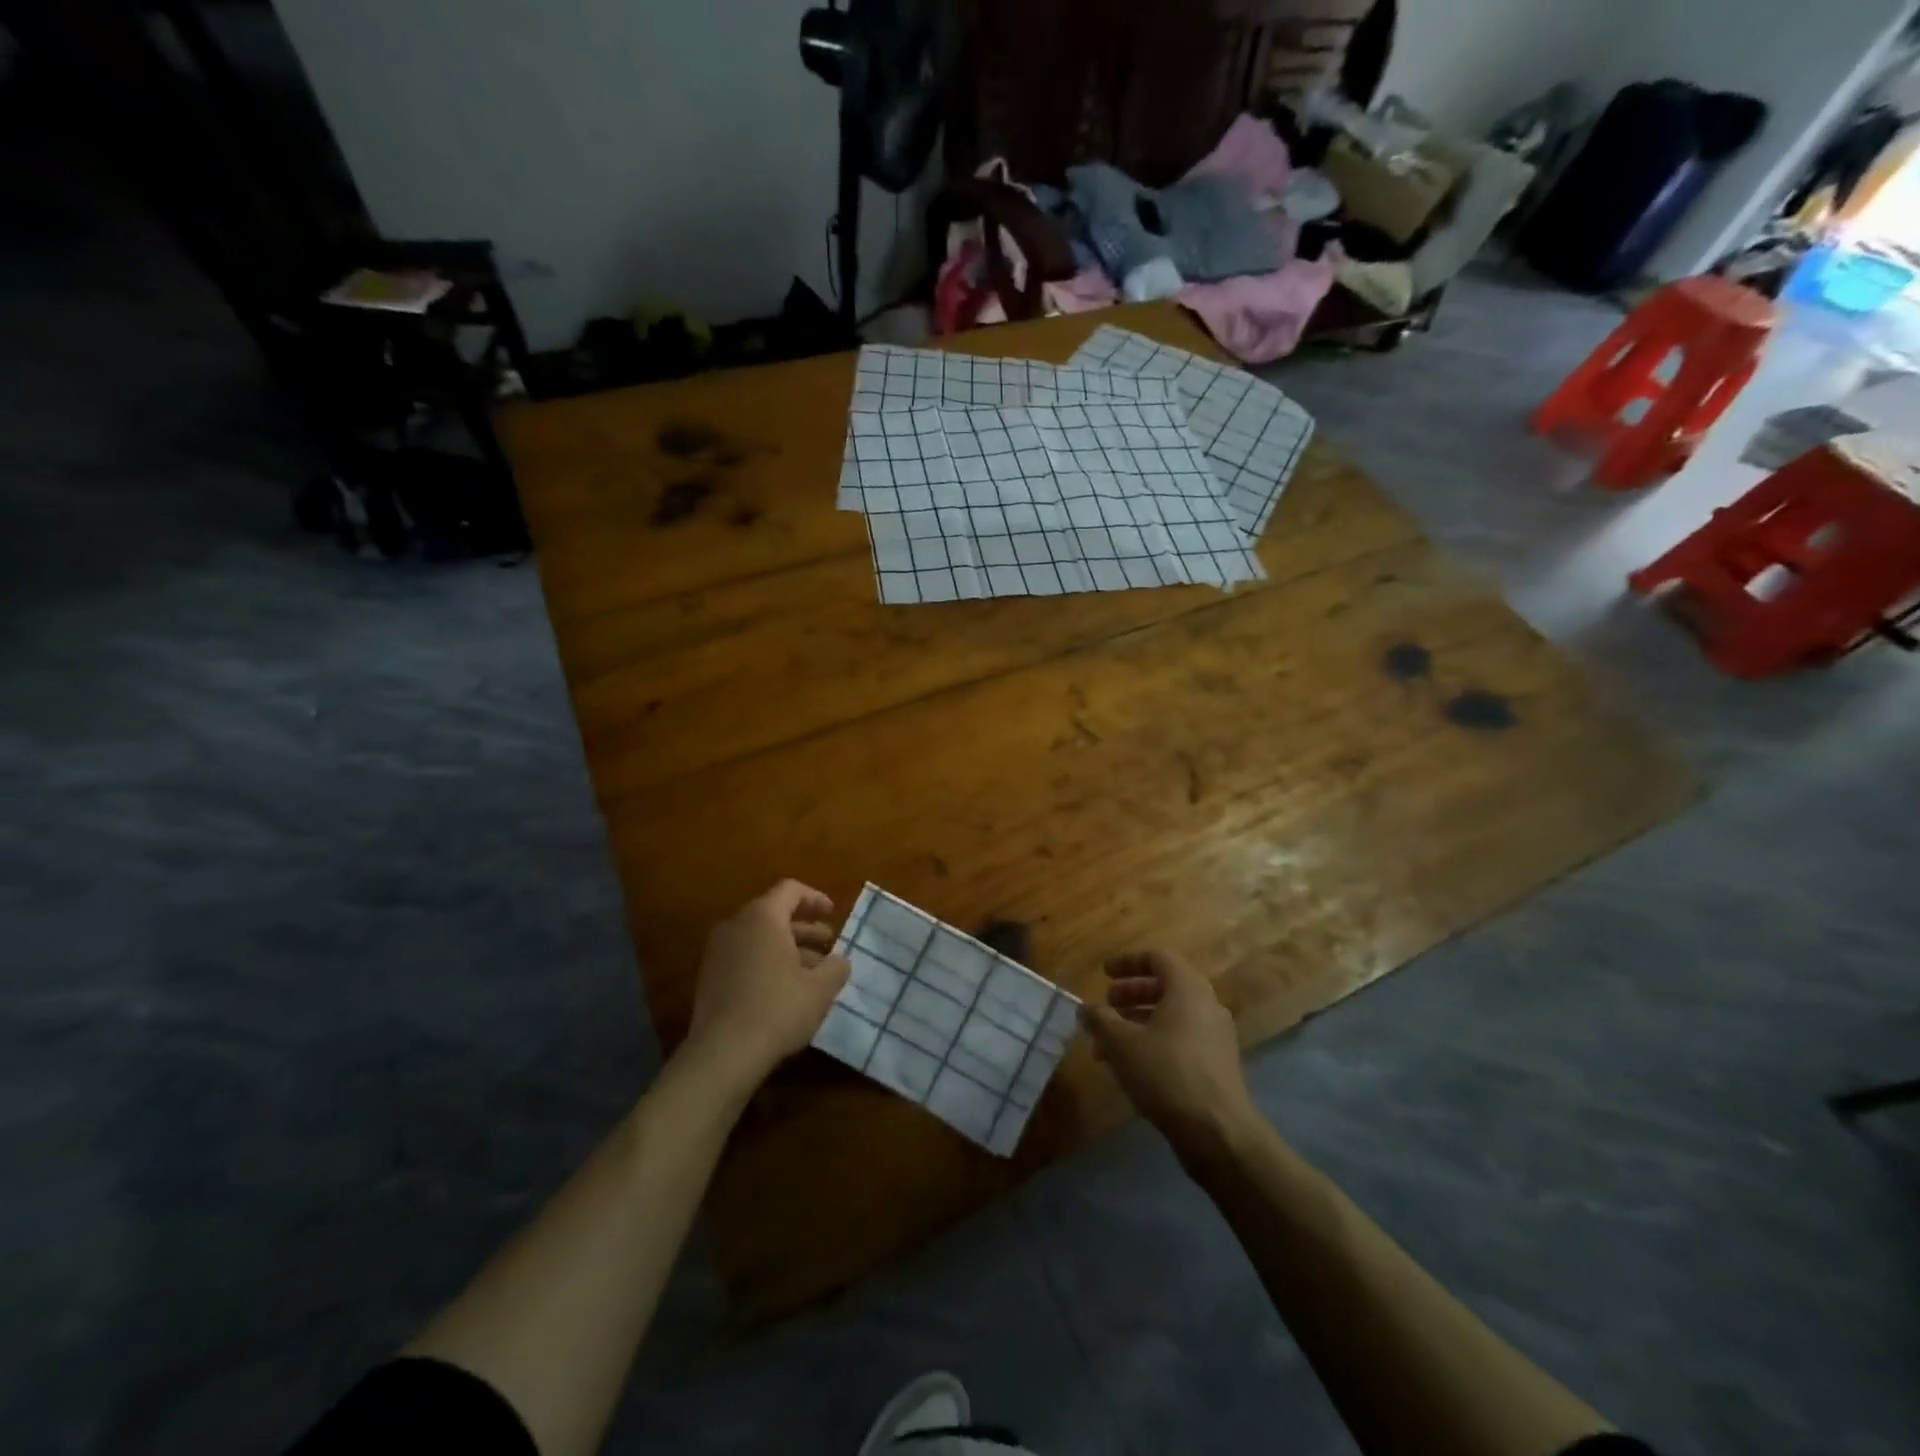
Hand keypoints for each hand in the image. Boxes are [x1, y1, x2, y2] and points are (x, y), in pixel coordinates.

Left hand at [683, 880, 850, 1090]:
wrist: (722, 1054)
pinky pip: (745, 958)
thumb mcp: (820, 989)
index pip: (790, 890)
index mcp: (763, 917)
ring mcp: (718, 953)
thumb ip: (836, 967)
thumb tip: (840, 961)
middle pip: (774, 914)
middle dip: (804, 928)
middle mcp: (736, 926)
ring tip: (813, 972)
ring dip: (788, 949)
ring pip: (759, 939)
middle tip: (829, 944)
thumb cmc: (778, 1009)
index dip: (815, 898)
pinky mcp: (710, 978)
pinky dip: (768, 964)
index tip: (833, 913)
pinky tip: (787, 990)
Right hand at [1082, 950, 1257, 1154]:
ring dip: (1137, 1023)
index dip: (1128, 961)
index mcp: (1187, 989)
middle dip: (1131, 994)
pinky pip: (1180, 1039)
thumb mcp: (1122, 1044)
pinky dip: (1154, 1042)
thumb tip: (1086, 1008)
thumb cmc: (1166, 1074)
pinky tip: (1131, 1067)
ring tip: (1107, 1044)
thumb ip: (1100, 1020)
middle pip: (1165, 986)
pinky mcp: (1216, 1064)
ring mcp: (1215, 1036)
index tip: (1104, 973)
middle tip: (1106, 1006)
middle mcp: (1206, 1005)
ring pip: (1171, 1016)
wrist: (1218, 1132)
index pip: (1158, 957)